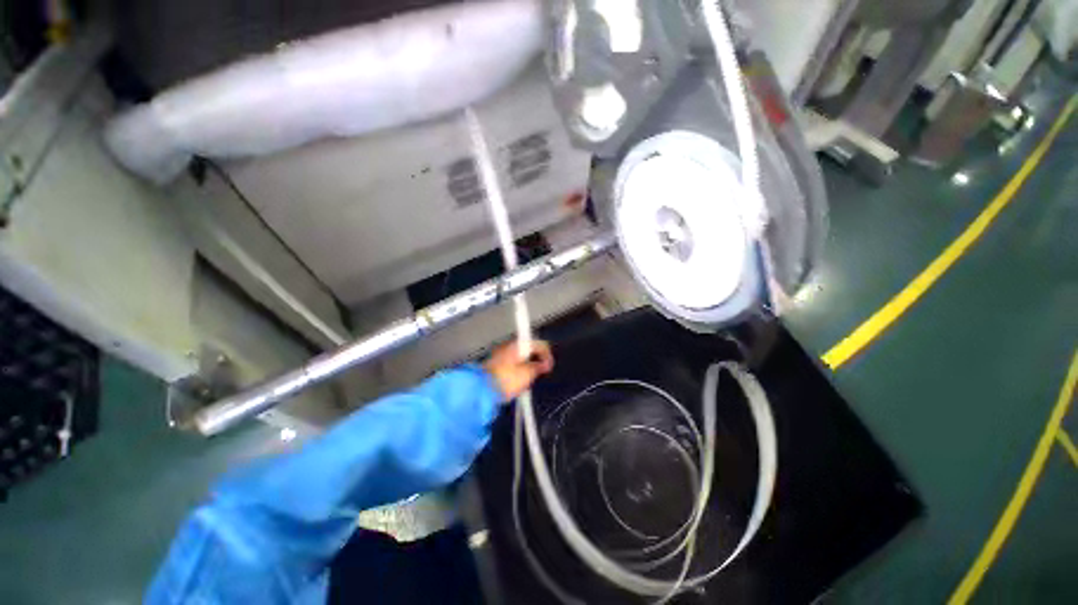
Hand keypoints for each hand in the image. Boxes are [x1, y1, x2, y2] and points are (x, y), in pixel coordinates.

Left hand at [484, 340, 554, 401]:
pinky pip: (511, 363)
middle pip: (528, 349)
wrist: (482, 391)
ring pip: (519, 356)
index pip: (538, 343)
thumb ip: (539, 366)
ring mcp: (500, 354)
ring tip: (528, 380)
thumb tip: (545, 364)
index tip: (548, 365)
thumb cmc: (506, 381)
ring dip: (527, 365)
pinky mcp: (495, 364)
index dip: (546, 354)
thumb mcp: (528, 374)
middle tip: (539, 372)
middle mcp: (508, 346)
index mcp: (517, 345)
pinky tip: (517, 381)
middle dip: (536, 359)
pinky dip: (517, 369)